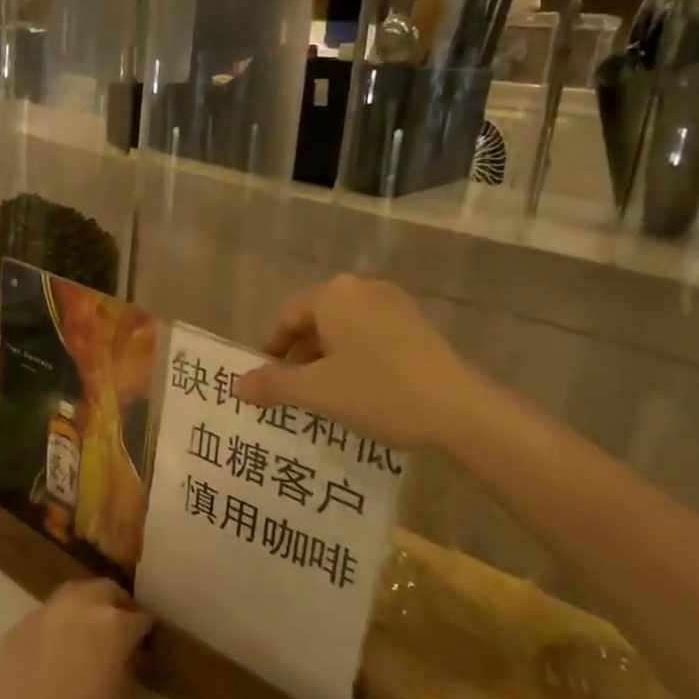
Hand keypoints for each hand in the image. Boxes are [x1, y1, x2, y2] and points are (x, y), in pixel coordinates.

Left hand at [0, 580, 152, 698]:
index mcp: (113, 625)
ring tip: (86, 636)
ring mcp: (43, 614)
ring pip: (72, 595)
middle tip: (119, 633)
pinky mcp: (16, 629)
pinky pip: (44, 617)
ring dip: (85, 607)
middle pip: (105, 590)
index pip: (139, 617)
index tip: (145, 644)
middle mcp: (79, 607)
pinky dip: (56, 627)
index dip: (144, 631)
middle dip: (116, 606)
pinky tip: (53, 655)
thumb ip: (127, 668)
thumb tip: (127, 655)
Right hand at [236, 275, 474, 451]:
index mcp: (334, 295)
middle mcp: (362, 289)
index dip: (271, 348)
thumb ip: (273, 384)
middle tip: (293, 390)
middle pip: (316, 319)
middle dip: (300, 354)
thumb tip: (237, 384)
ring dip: (328, 357)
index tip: (267, 379)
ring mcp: (394, 304)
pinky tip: (361, 388)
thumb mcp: (318, 392)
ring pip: (344, 328)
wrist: (460, 410)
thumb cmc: (379, 391)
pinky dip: (356, 356)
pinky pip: (370, 334)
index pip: (287, 316)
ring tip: (325, 393)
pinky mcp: (417, 324)